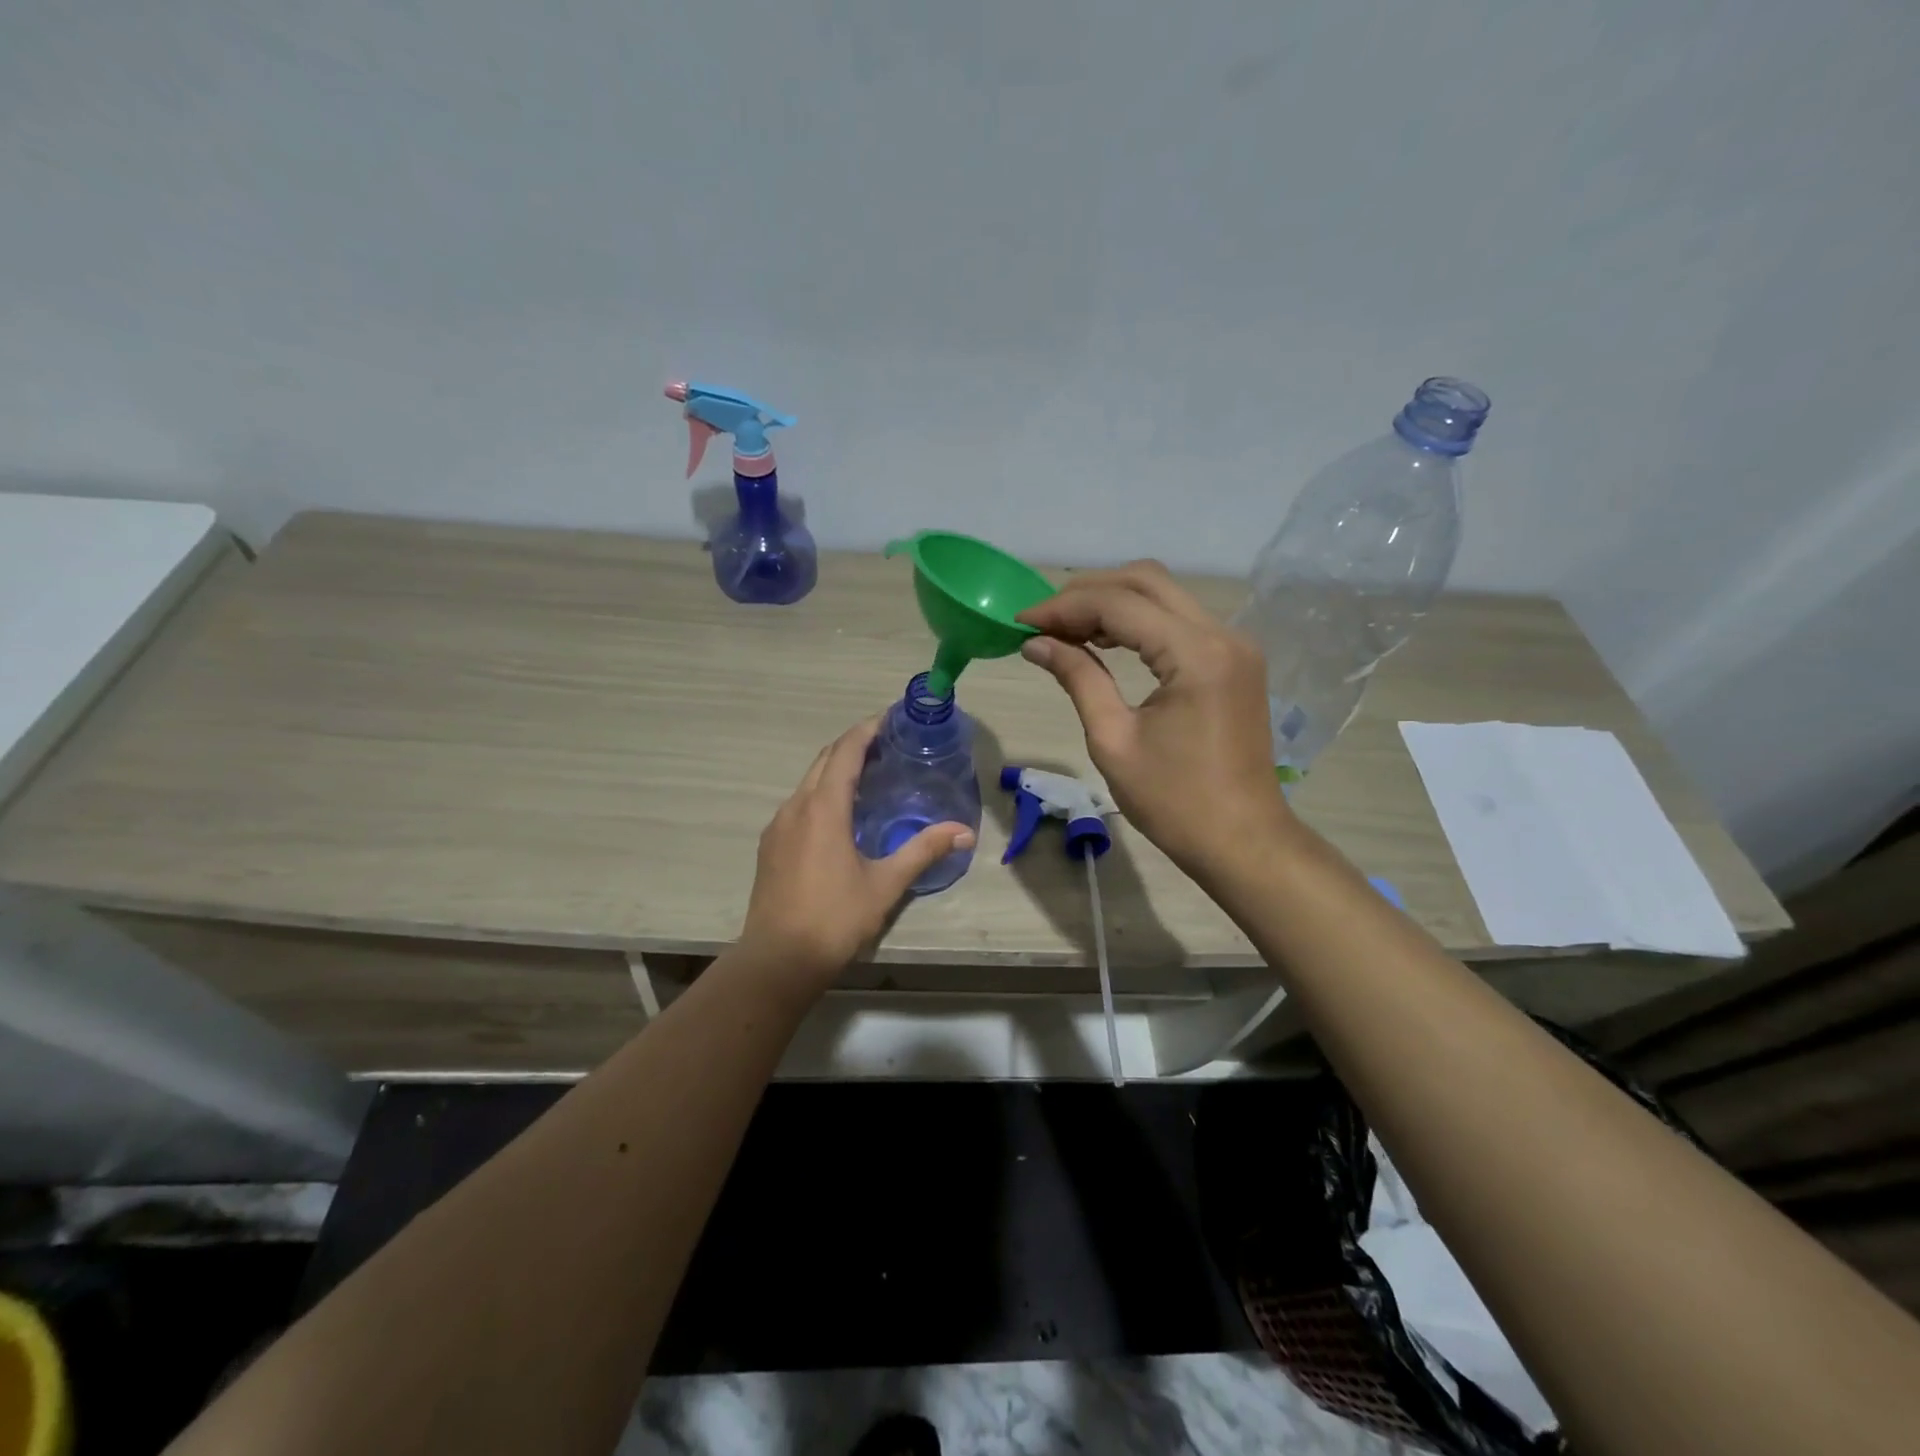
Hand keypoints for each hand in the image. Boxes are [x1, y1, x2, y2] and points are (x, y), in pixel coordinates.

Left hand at [738, 718, 975, 990]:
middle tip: (886, 743)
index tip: (890, 717)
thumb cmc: (835, 918)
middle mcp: (796, 807)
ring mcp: (778, 826)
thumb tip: (964, 831)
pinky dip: (821, 793)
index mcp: (823, 808)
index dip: (867, 730)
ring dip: (835, 768)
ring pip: (808, 781)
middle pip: (824, 759)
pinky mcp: (771, 846)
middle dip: (853, 744)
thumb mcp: (885, 884)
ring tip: (868, 774)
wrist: (778, 960)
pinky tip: (839, 814)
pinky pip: (799, 804)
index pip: (846, 752)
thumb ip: (923, 851)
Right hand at [1017, 561, 1292, 878]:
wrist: (1243, 841)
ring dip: (1112, 602)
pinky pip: (1179, 621)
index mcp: (1196, 655)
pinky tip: (1105, 641)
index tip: (1021, 622)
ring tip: (1065, 630)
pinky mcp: (1234, 660)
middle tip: (1043, 620)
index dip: (1063, 608)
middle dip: (1088, 592)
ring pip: (1164, 595)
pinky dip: (1139, 621)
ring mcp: (1234, 645)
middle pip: (1146, 580)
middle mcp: (1223, 634)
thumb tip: (1036, 643)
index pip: (1119, 605)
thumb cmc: (1174, 802)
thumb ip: (1078, 678)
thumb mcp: (1113, 740)